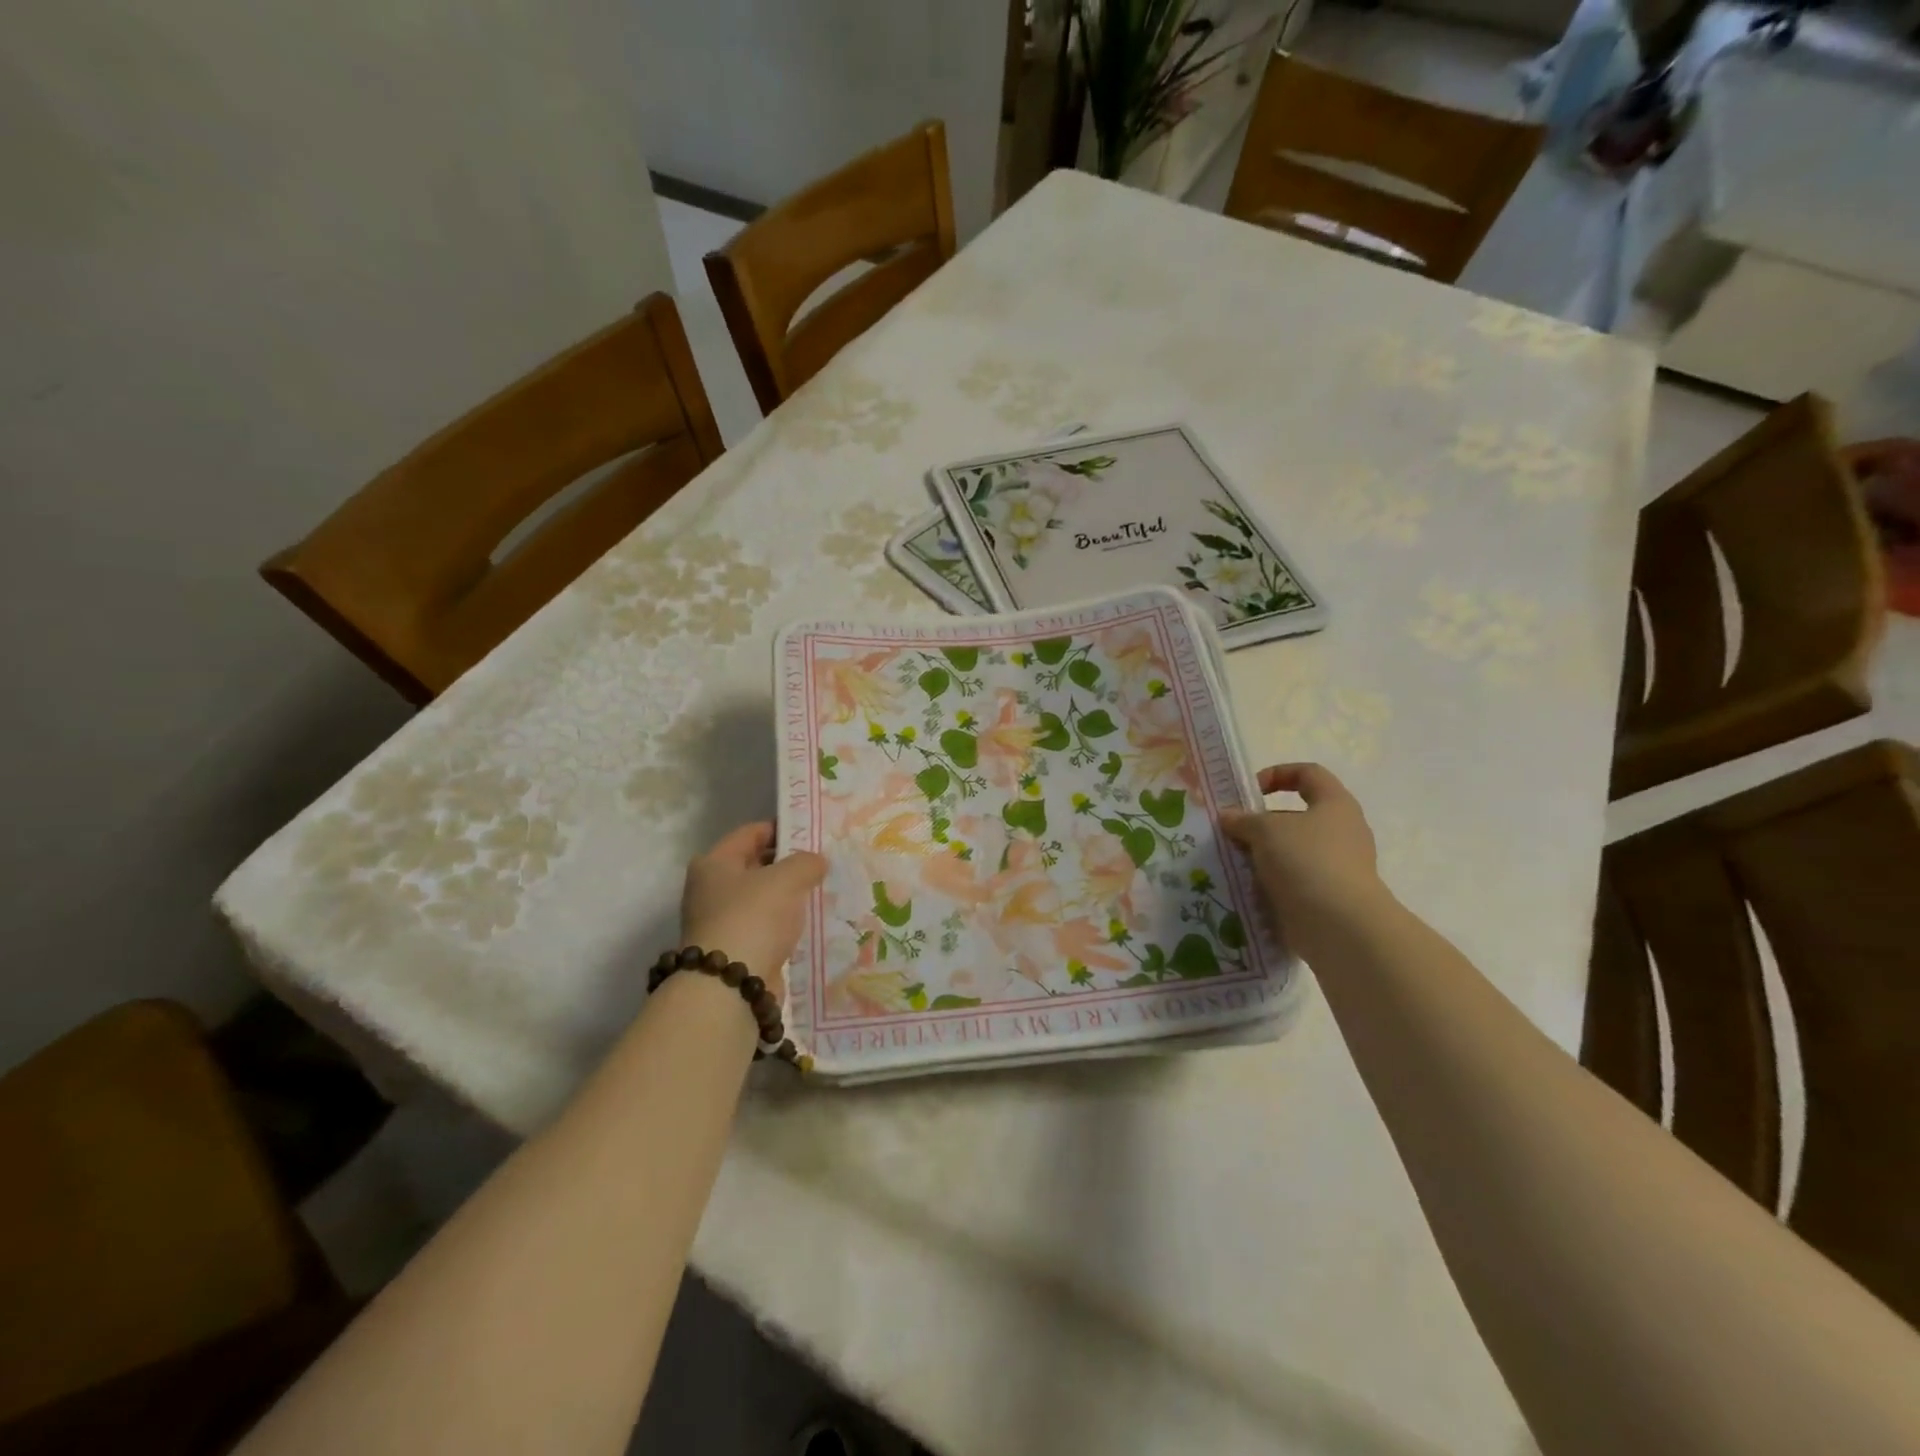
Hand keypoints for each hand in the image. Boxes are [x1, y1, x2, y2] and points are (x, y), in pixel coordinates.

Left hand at [679, 823, 827, 997]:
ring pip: (764, 899)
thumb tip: (816, 862)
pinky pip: (767, 928)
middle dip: (789, 864)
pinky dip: (786, 924)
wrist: (731, 987)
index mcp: (713, 863)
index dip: (783, 828)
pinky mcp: (736, 951)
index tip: (815, 832)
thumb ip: (806, 862)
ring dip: (789, 896)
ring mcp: (722, 923)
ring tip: (825, 890)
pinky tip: (811, 922)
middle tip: (825, 862)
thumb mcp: (787, 878)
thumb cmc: (753, 918)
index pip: (752, 833)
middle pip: (757, 866)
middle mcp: (711, 890)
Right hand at [1220, 764, 1386, 958]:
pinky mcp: (1329, 895)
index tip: (1249, 792)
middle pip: (1296, 816)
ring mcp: (1338, 865)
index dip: (1276, 774)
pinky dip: (1271, 882)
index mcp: (1335, 804)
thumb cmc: (1307, 861)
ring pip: (1292, 850)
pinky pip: (1294, 880)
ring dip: (1262, 854)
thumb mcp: (1265, 831)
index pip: (1308, 773)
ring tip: (1234, 862)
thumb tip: (1228, 817)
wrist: (1341, 926)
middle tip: (1232, 832)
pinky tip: (1247, 888)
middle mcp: (1342, 831)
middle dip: (1261, 823)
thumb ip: (1243, 820)